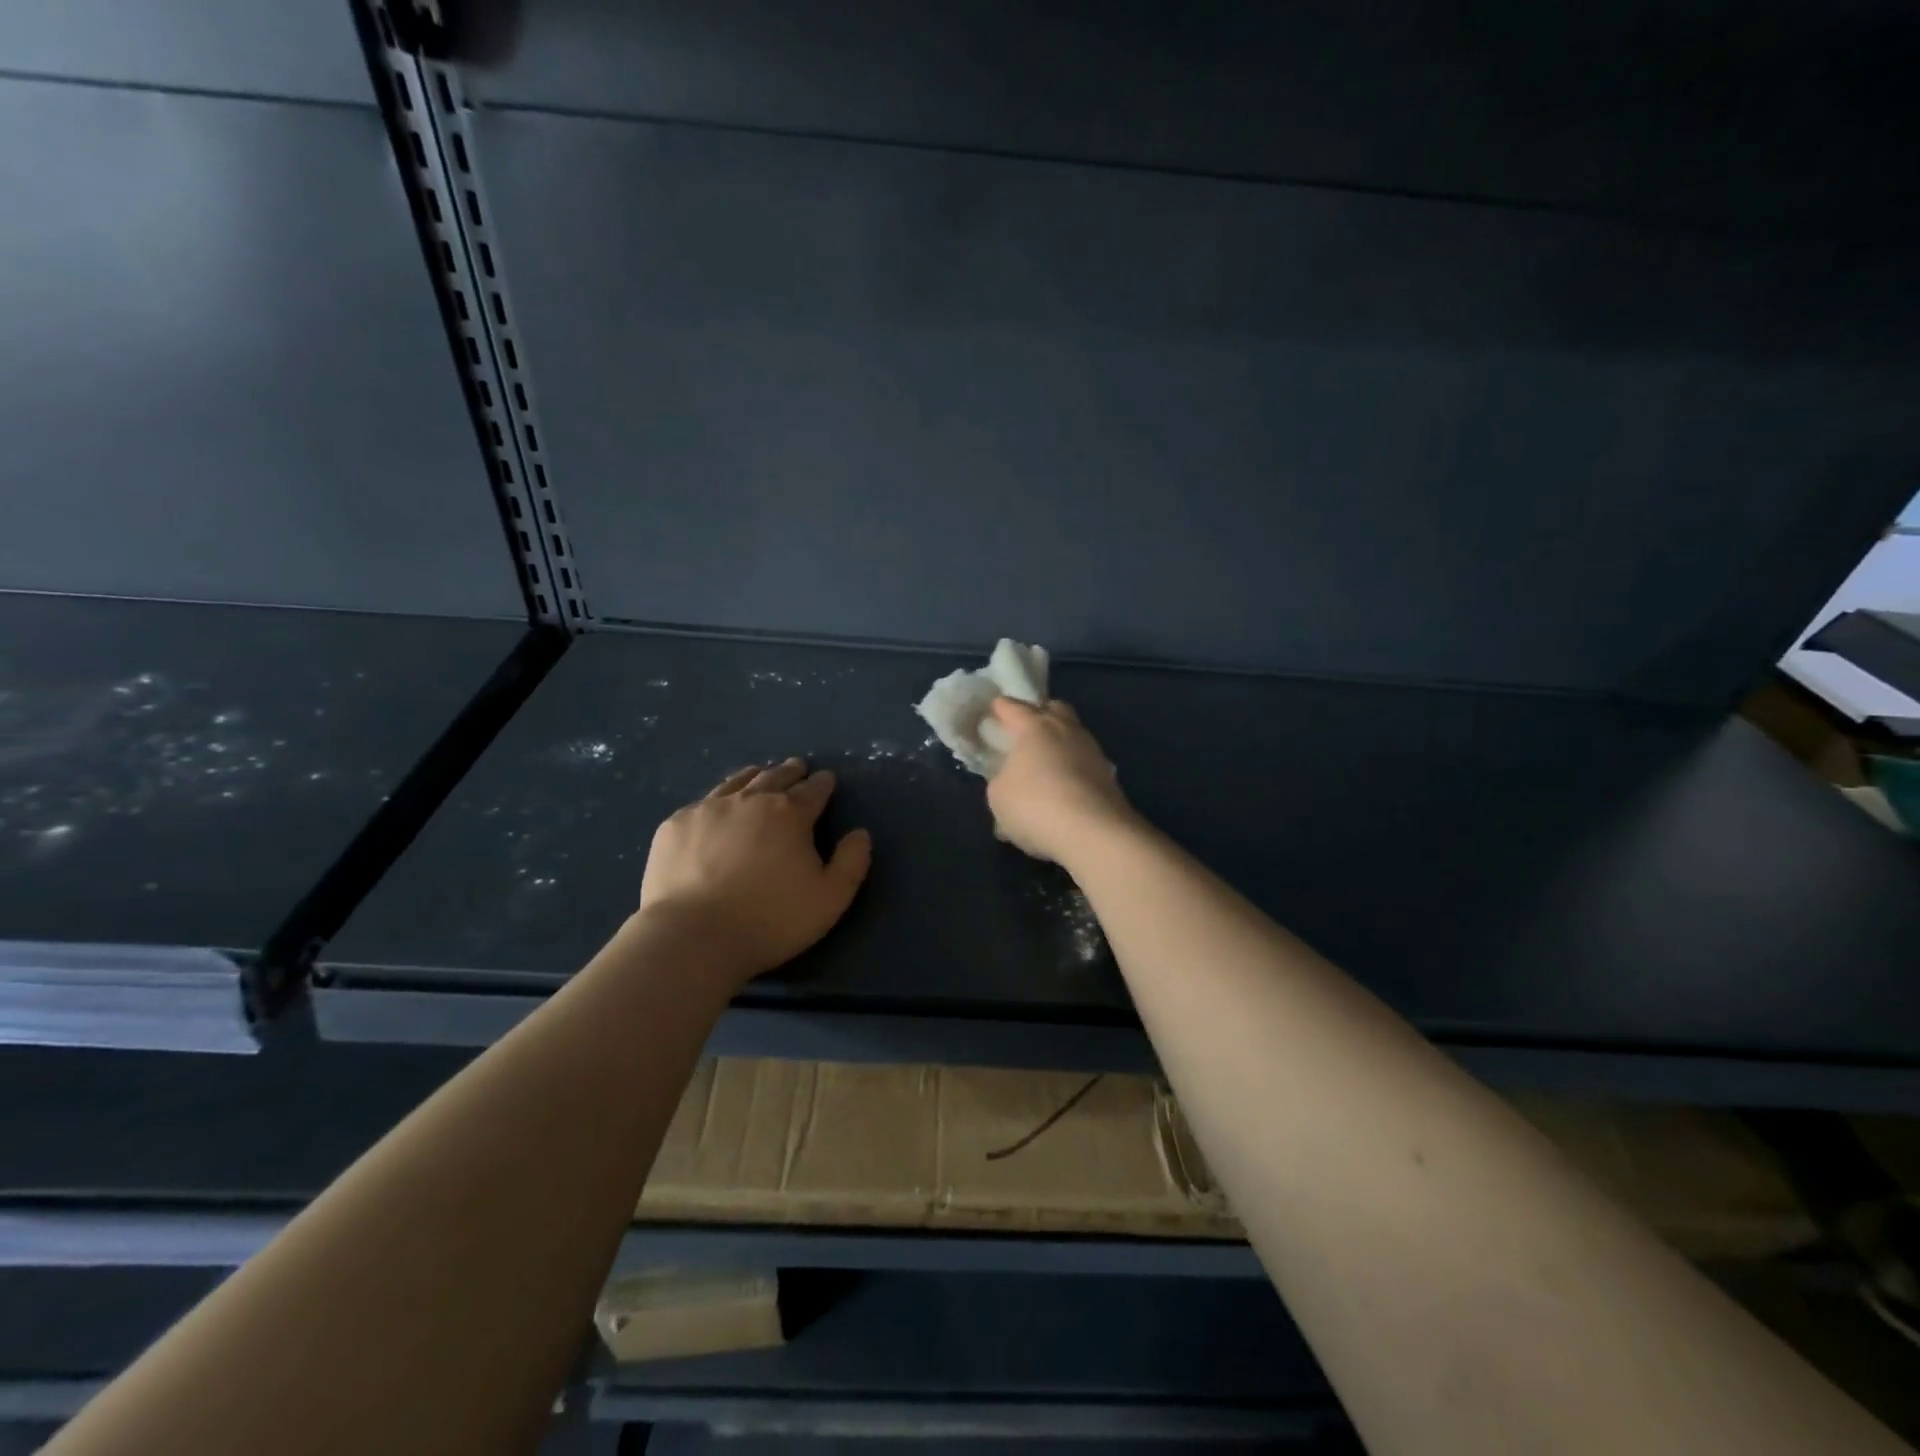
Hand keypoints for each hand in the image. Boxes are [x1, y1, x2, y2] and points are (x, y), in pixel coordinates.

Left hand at [639, 757, 872, 979]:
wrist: (693, 936)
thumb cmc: (770, 920)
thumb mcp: (830, 899)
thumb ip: (852, 863)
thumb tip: (860, 834)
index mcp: (790, 814)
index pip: (813, 790)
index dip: (823, 784)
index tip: (826, 780)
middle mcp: (750, 800)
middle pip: (775, 777)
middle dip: (790, 772)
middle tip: (797, 767)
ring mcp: (708, 809)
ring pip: (736, 783)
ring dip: (753, 776)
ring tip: (759, 773)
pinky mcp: (675, 826)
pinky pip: (701, 803)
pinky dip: (716, 801)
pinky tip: (715, 810)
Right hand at [985, 698, 1135, 862]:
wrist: (1094, 832)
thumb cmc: (1035, 805)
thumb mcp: (998, 796)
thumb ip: (1001, 781)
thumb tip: (1009, 783)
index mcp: (1035, 727)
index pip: (1013, 707)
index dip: (1001, 707)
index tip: (994, 709)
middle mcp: (1066, 730)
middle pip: (1053, 709)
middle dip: (1039, 713)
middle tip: (1025, 729)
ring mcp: (1092, 751)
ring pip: (1073, 735)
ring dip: (1059, 744)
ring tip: (1045, 765)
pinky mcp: (1109, 775)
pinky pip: (1083, 763)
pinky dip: (1072, 770)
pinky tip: (1063, 791)